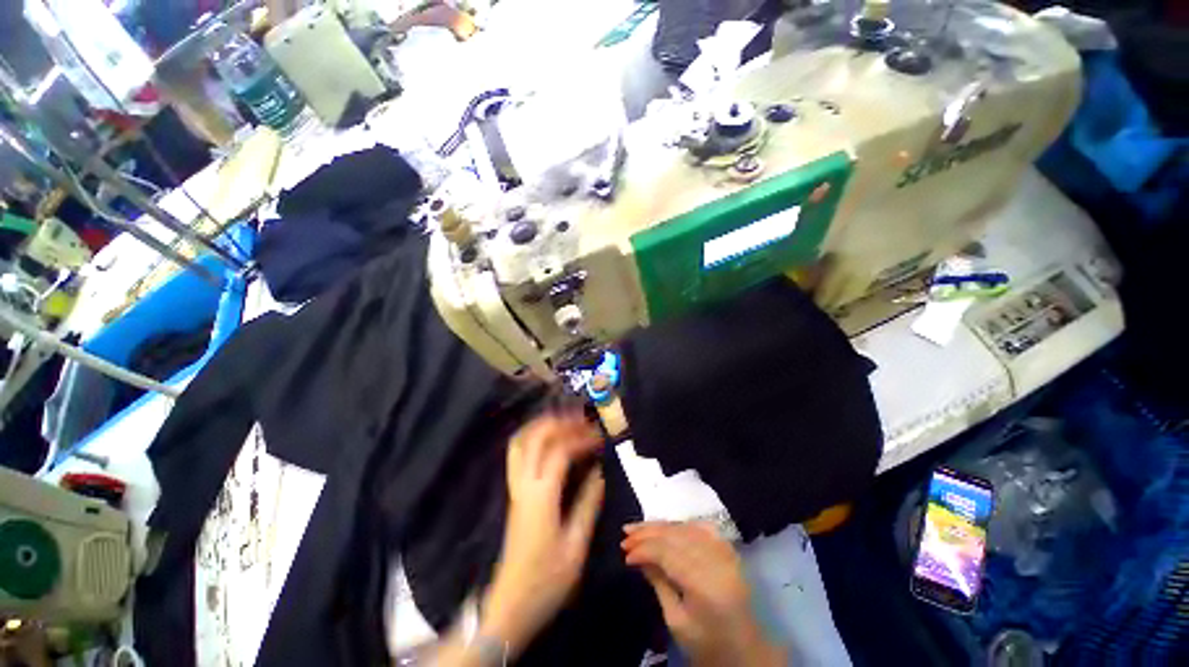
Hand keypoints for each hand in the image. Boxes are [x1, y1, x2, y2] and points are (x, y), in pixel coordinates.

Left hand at [480, 411, 604, 655]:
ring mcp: (514, 487)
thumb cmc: (546, 582)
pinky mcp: (513, 493)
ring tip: (565, 421)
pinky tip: (547, 440)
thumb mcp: (576, 547)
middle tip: (582, 419)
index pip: (560, 451)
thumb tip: (599, 472)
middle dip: (559, 422)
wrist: (509, 606)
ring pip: (520, 442)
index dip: (581, 439)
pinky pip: (518, 454)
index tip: (600, 438)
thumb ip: (588, 504)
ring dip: (542, 425)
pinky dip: (532, 438)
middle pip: (535, 437)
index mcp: (541, 497)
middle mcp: (524, 485)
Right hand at [622, 522, 786, 666]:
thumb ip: (659, 583)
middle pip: (676, 536)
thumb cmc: (707, 644)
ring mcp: (725, 552)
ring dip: (660, 525)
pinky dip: (680, 524)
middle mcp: (717, 561)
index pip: (668, 553)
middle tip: (625, 534)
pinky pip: (700, 527)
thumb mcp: (676, 621)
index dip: (644, 549)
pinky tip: (666, 526)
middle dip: (648, 533)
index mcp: (705, 585)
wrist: (746, 651)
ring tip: (638, 526)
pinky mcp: (728, 549)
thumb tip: (638, 556)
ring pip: (686, 527)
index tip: (625, 553)